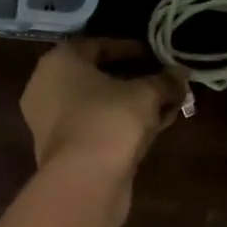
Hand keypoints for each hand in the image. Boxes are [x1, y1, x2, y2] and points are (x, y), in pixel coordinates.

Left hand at [21, 39, 186, 174]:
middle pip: (96, 77)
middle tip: (162, 81)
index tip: (157, 55)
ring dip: (130, 105)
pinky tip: (151, 129)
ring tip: (164, 106)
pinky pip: (94, 127)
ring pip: (97, 105)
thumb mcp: (146, 94)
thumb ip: (164, 81)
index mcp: (59, 62)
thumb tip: (180, 75)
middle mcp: (46, 87)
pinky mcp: (61, 150)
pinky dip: (119, 125)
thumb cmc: (110, 120)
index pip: (97, 45)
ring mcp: (50, 122)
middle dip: (133, 79)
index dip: (130, 49)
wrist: (85, 181)